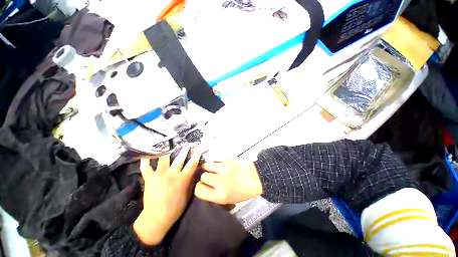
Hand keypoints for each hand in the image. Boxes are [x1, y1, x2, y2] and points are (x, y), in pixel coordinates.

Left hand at [133, 147, 200, 245]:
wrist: (156, 218)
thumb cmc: (175, 208)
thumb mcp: (188, 195)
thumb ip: (190, 181)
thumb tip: (194, 171)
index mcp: (182, 179)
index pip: (192, 164)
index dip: (196, 156)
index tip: (198, 150)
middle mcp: (171, 174)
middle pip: (179, 159)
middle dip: (184, 150)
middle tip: (186, 144)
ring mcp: (159, 175)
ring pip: (163, 159)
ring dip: (167, 151)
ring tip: (169, 144)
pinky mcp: (149, 179)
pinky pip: (146, 167)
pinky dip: (146, 160)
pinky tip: (146, 153)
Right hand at [194, 157, 262, 204]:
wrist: (257, 177)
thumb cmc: (245, 191)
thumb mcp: (229, 200)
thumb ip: (215, 195)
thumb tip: (205, 187)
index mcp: (220, 196)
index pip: (199, 190)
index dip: (199, 187)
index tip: (203, 185)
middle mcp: (220, 182)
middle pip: (203, 177)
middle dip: (206, 177)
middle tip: (212, 177)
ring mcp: (224, 168)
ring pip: (207, 165)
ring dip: (210, 167)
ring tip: (215, 168)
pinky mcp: (227, 159)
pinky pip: (216, 158)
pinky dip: (217, 161)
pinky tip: (222, 163)